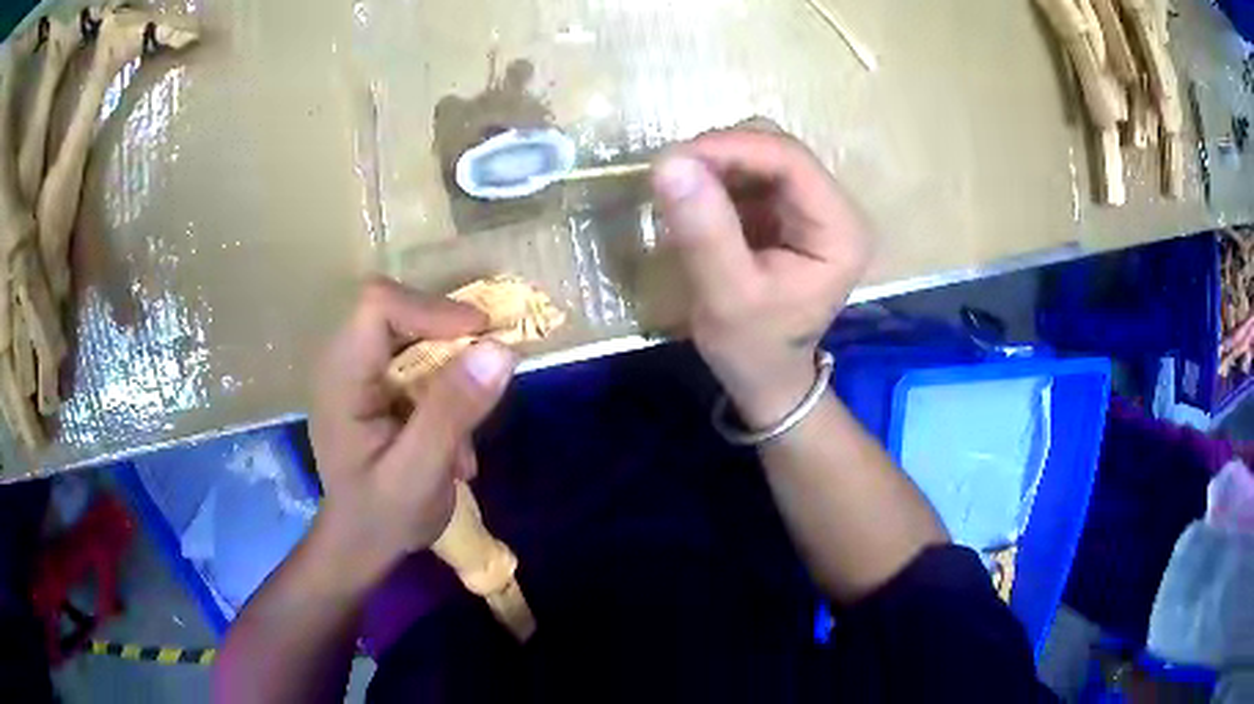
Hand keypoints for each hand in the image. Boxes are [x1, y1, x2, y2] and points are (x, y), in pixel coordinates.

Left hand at [308, 278, 515, 582]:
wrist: (361, 543)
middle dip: (451, 342)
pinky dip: (448, 387)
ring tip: (466, 430)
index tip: (484, 340)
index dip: (434, 311)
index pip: (379, 305)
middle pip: (401, 311)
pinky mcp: (377, 383)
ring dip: (453, 372)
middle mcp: (344, 361)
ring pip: (416, 333)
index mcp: (341, 377)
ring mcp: (359, 370)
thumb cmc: (382, 516)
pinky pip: (420, 358)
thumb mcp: (420, 472)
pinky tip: (454, 439)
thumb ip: (452, 411)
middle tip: (489, 381)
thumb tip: (500, 349)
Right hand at [651, 122, 871, 427]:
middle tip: (670, 178)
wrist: (764, 375)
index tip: (673, 160)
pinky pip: (747, 173)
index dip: (732, 147)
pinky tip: (693, 203)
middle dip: (720, 154)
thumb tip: (669, 162)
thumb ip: (704, 231)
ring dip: (714, 165)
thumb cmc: (753, 347)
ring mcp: (810, 205)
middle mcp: (833, 208)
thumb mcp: (726, 297)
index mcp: (840, 230)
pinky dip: (715, 178)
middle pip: (776, 149)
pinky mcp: (785, 210)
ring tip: (678, 193)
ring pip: (759, 154)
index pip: (791, 160)